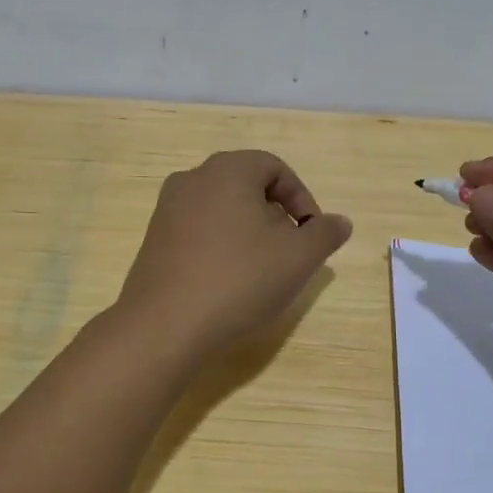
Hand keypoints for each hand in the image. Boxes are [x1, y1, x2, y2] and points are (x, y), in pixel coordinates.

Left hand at [116, 150, 352, 357]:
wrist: (166, 325)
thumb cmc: (240, 279)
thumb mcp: (299, 257)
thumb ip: (325, 233)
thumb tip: (339, 222)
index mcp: (227, 170)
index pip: (275, 168)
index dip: (302, 199)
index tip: (312, 235)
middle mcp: (192, 179)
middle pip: (247, 187)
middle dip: (276, 217)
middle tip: (290, 252)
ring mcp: (167, 210)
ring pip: (222, 210)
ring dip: (249, 233)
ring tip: (262, 271)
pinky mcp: (154, 241)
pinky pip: (198, 232)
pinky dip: (221, 247)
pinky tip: (228, 282)